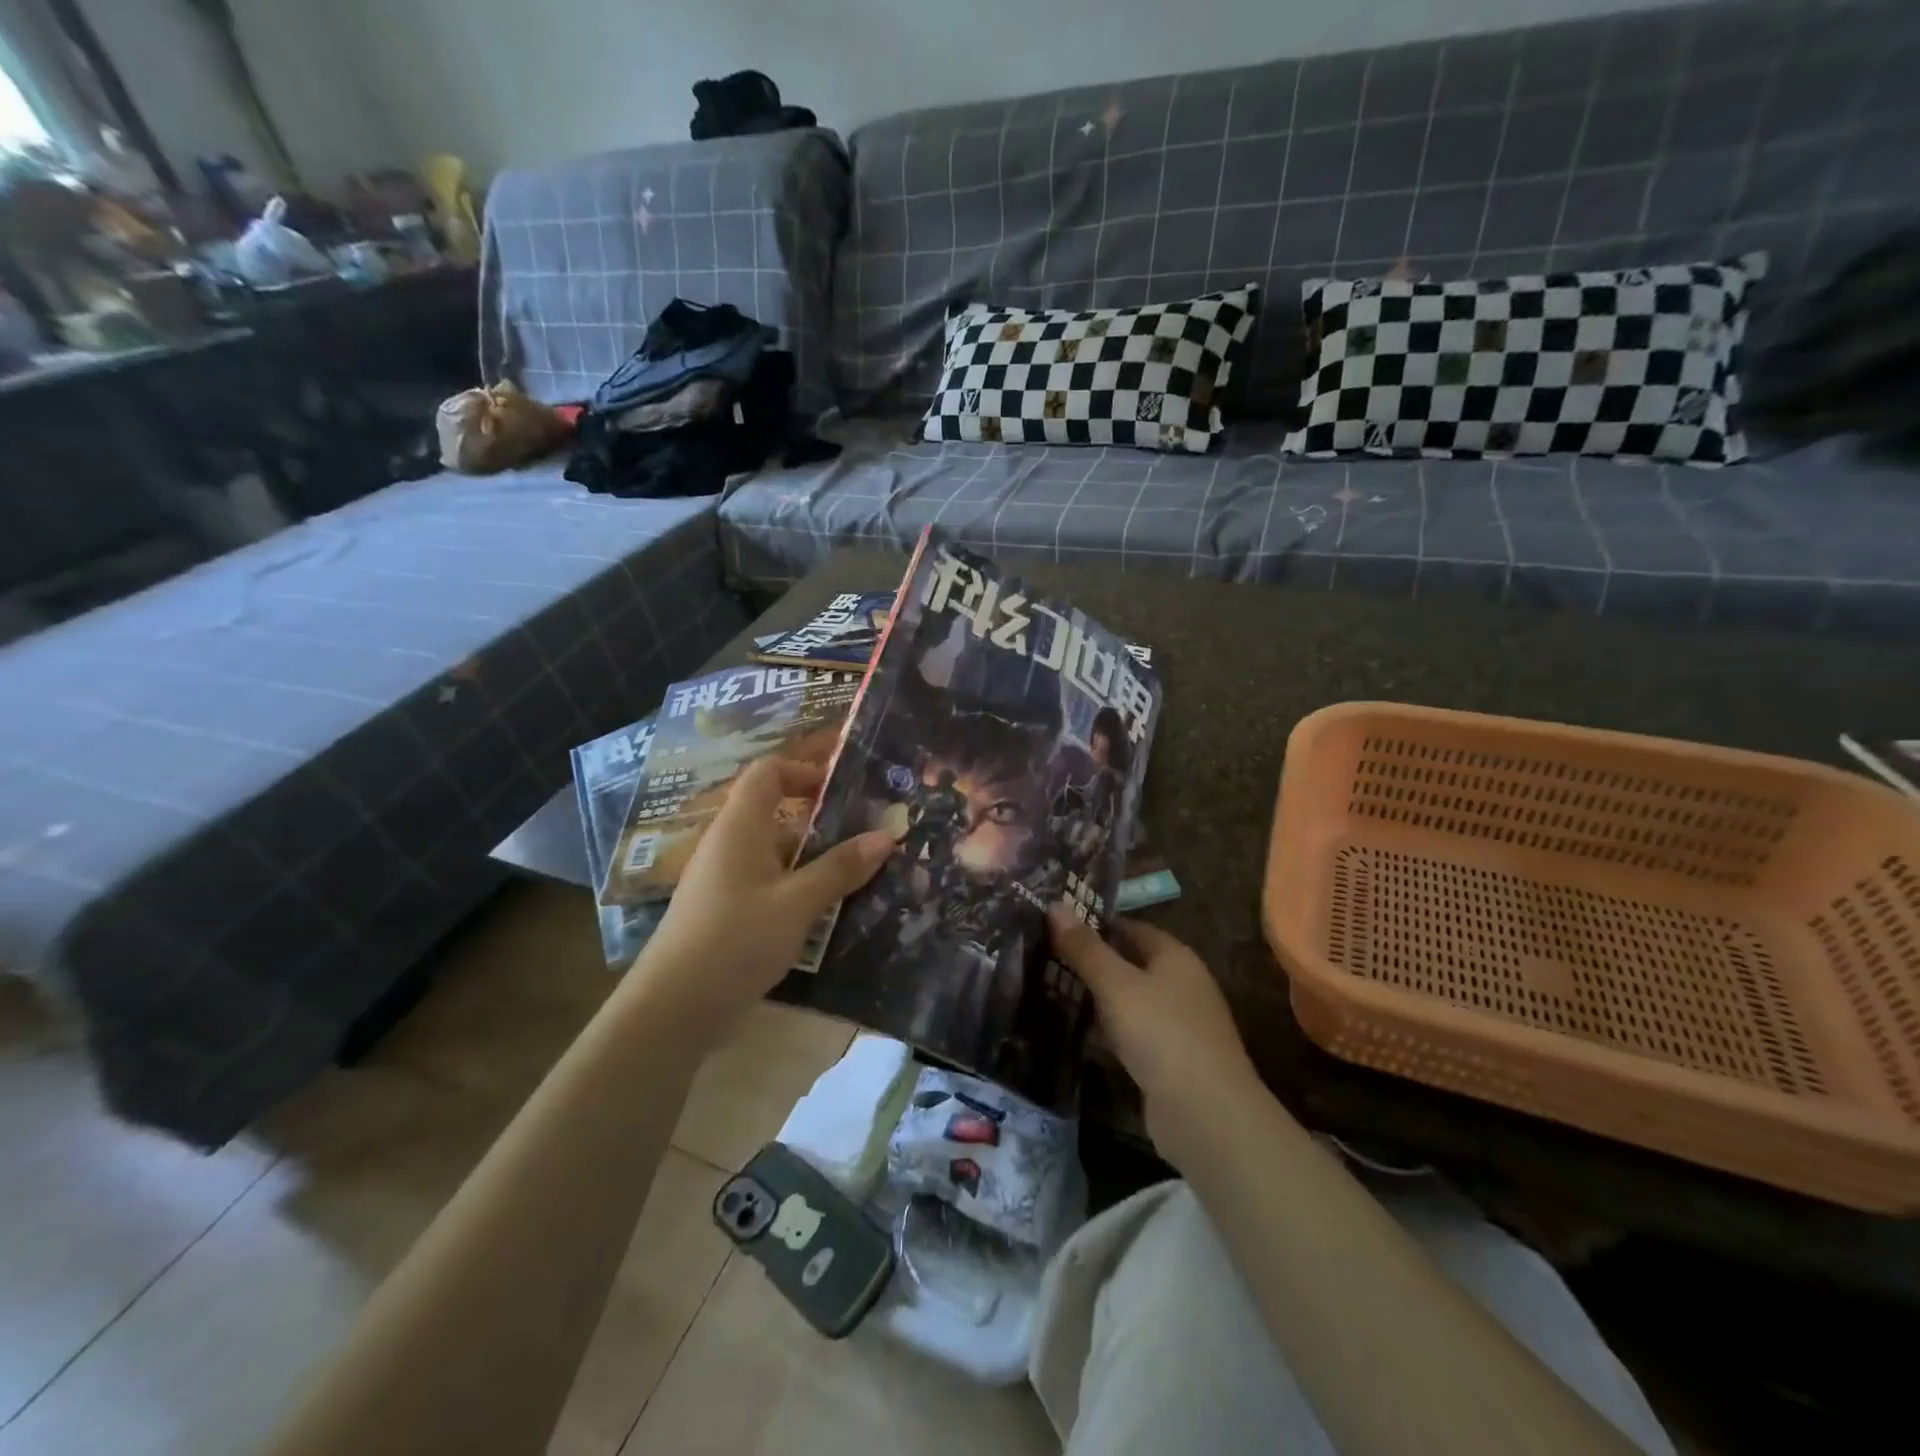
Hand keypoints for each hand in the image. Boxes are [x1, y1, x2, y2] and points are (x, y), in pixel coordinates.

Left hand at [628, 756, 893, 1038]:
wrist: (674, 1008)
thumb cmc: (735, 939)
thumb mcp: (797, 903)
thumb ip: (840, 868)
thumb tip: (887, 835)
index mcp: (740, 827)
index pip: (768, 772)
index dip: (804, 771)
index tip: (843, 789)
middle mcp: (730, 844)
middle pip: (776, 812)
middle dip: (822, 819)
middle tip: (867, 831)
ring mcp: (726, 880)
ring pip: (777, 853)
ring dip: (815, 858)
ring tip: (861, 871)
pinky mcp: (728, 912)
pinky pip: (770, 883)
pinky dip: (800, 887)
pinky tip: (830, 910)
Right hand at [1048, 908, 1262, 1161]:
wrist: (1205, 1115)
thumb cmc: (1161, 1033)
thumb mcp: (1116, 985)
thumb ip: (1084, 948)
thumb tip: (1055, 905)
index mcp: (1176, 957)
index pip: (1132, 928)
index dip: (1096, 925)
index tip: (1056, 926)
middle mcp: (1181, 985)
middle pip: (1130, 965)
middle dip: (1091, 963)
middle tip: (1044, 958)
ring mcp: (1178, 1026)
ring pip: (1129, 1003)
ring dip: (1097, 1000)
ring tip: (1050, 992)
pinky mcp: (1169, 1062)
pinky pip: (1131, 1036)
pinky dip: (1107, 1034)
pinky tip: (1076, 1036)